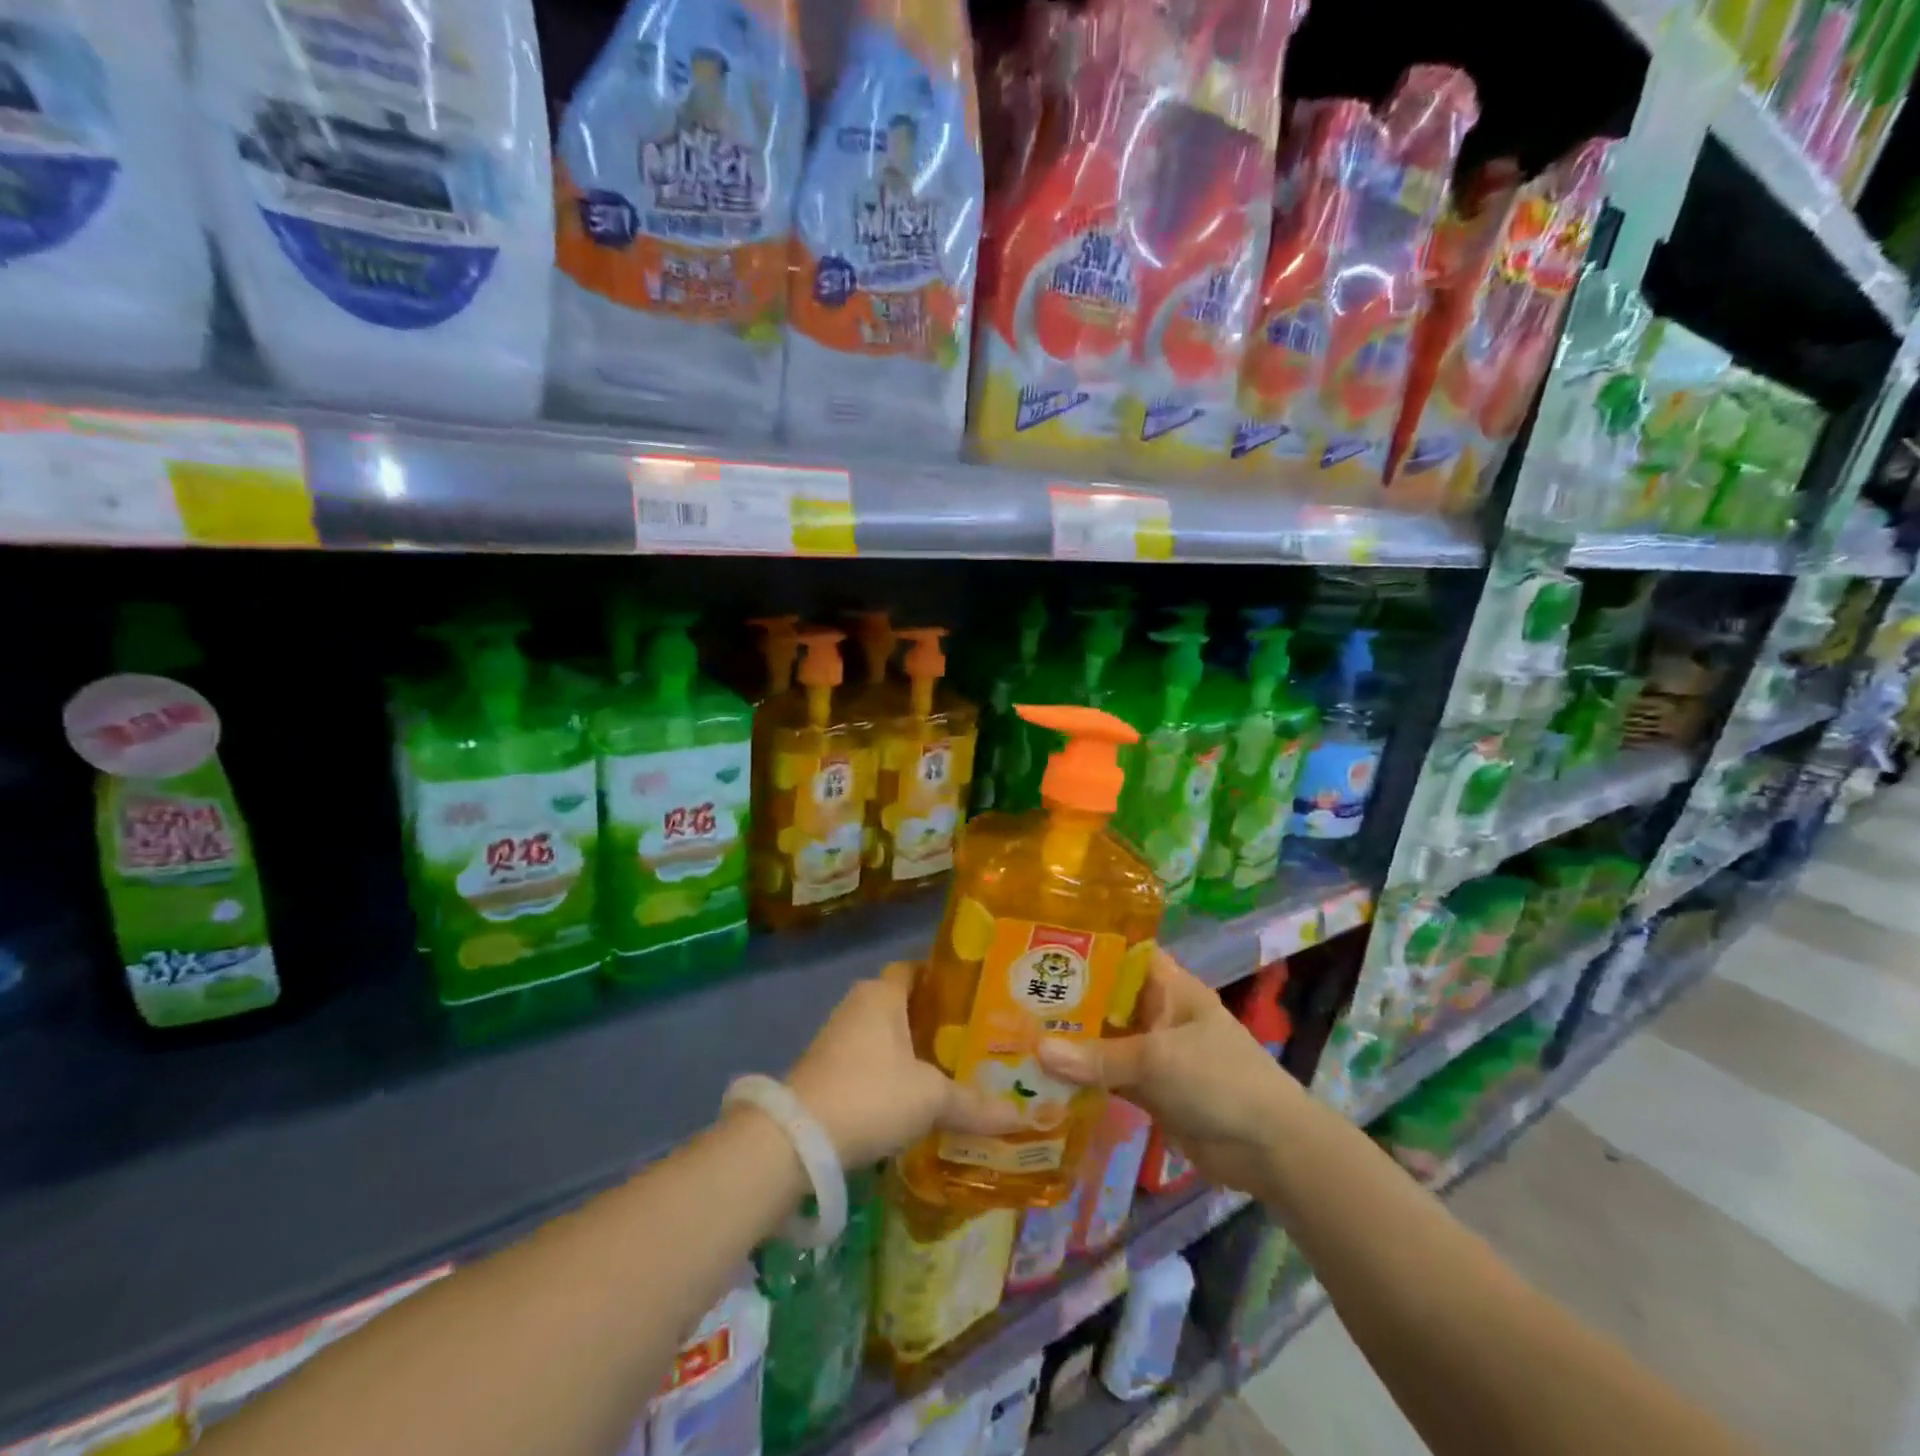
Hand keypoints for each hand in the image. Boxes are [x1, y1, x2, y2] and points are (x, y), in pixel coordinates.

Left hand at [787, 963, 1020, 1168]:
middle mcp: (857, 1005)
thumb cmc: (872, 1094)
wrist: (798, 1139)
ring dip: (910, 1050)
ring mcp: (836, 1039)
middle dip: (932, 1020)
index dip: (942, 979)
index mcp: (881, 994)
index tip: (973, 995)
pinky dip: (889, 1073)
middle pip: (901, 1003)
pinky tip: (913, 1098)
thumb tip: (1019, 1116)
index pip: (914, 969)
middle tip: (971, 1037)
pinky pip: (867, 1061)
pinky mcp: (824, 1071)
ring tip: (950, 1068)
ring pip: (883, 1035)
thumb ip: (972, 1104)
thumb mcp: (930, 1098)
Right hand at [1036, 947, 1302, 1191]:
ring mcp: (1153, 1052)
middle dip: (1068, 998)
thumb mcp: (1157, 1059)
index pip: (1124, 953)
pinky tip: (1041, 1076)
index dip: (1087, 946)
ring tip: (1015, 1032)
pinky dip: (1082, 1078)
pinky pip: (1108, 1077)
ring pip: (1104, 1040)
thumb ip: (1099, 1057)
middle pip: (1107, 998)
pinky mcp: (1149, 1090)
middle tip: (1012, 993)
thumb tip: (1037, 1050)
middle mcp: (1158, 1012)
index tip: (1040, 944)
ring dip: (1070, 1041)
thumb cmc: (1219, 1079)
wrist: (1269, 1149)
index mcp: (1169, 987)